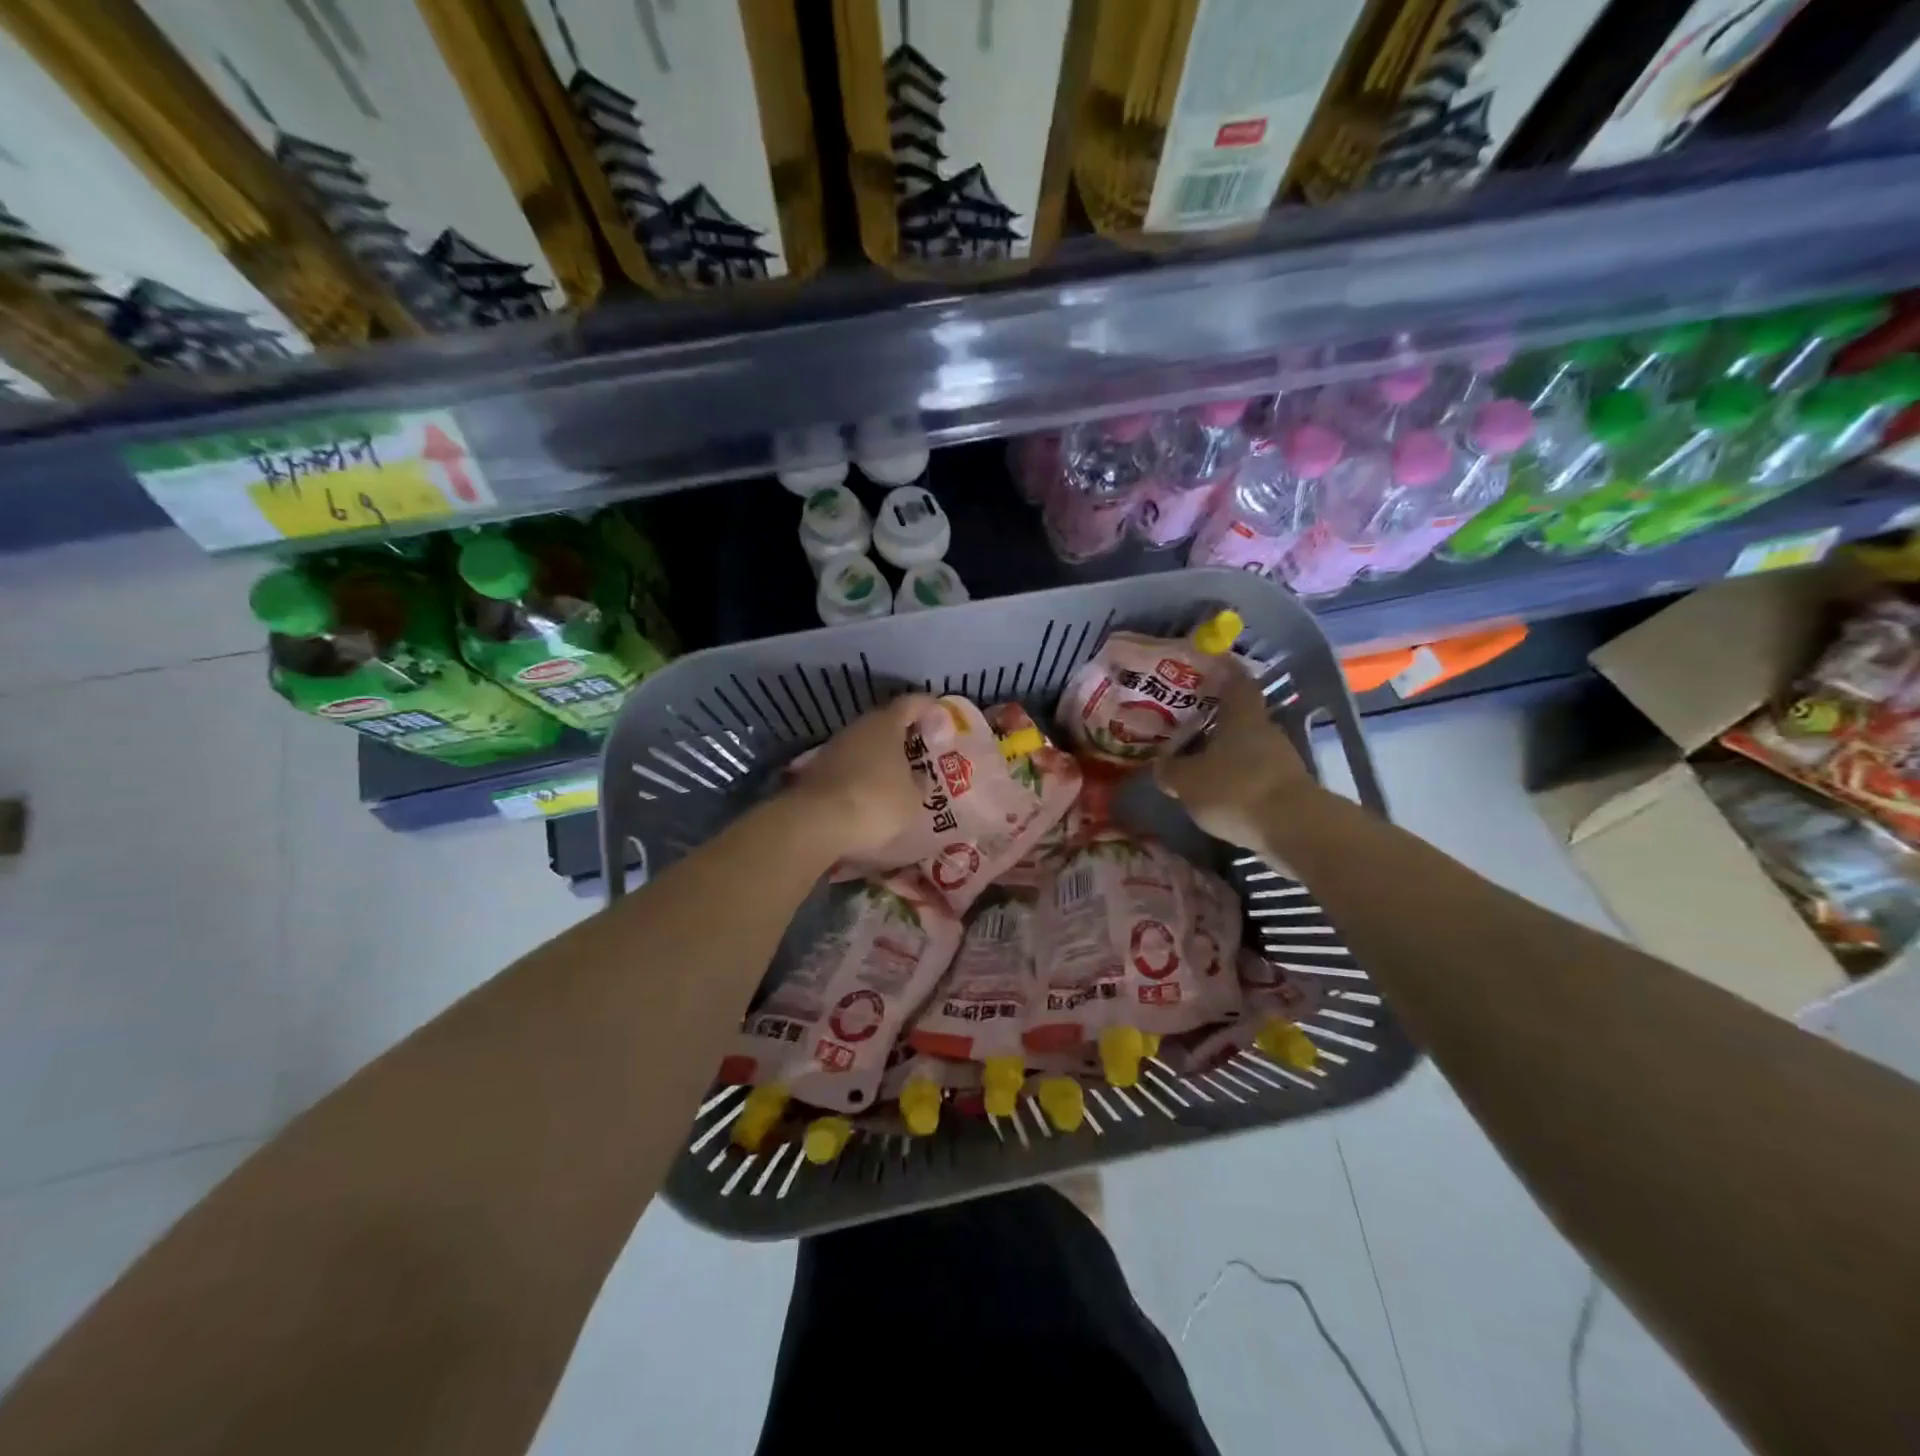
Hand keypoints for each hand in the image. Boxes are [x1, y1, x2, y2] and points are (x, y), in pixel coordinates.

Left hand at [784, 693, 939, 859]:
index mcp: (886, 724)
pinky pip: (848, 766)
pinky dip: (861, 774)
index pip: (911, 703)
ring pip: (864, 745)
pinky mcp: (816, 770)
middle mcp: (858, 727)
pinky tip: (870, 793)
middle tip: (921, 750)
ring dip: (879, 756)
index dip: (927, 706)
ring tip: (897, 775)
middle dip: (902, 735)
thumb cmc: (876, 802)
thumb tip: (917, 777)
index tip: (940, 712)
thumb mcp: (912, 799)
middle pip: (884, 723)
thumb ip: (918, 782)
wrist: (816, 823)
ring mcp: (833, 748)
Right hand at [1155, 662, 1316, 852]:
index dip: (1222, 671)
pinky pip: (1258, 774)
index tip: (1206, 669)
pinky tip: (1221, 792)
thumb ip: (1171, 770)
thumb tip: (1161, 765)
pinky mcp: (1289, 786)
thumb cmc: (1235, 790)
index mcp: (1241, 716)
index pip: (1235, 680)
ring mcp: (1283, 759)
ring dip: (1228, 753)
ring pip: (1249, 747)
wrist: (1294, 829)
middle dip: (1217, 721)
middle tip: (1188, 725)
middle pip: (1241, 717)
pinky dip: (1240, 778)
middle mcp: (1265, 730)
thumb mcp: (1188, 781)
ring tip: (1200, 763)